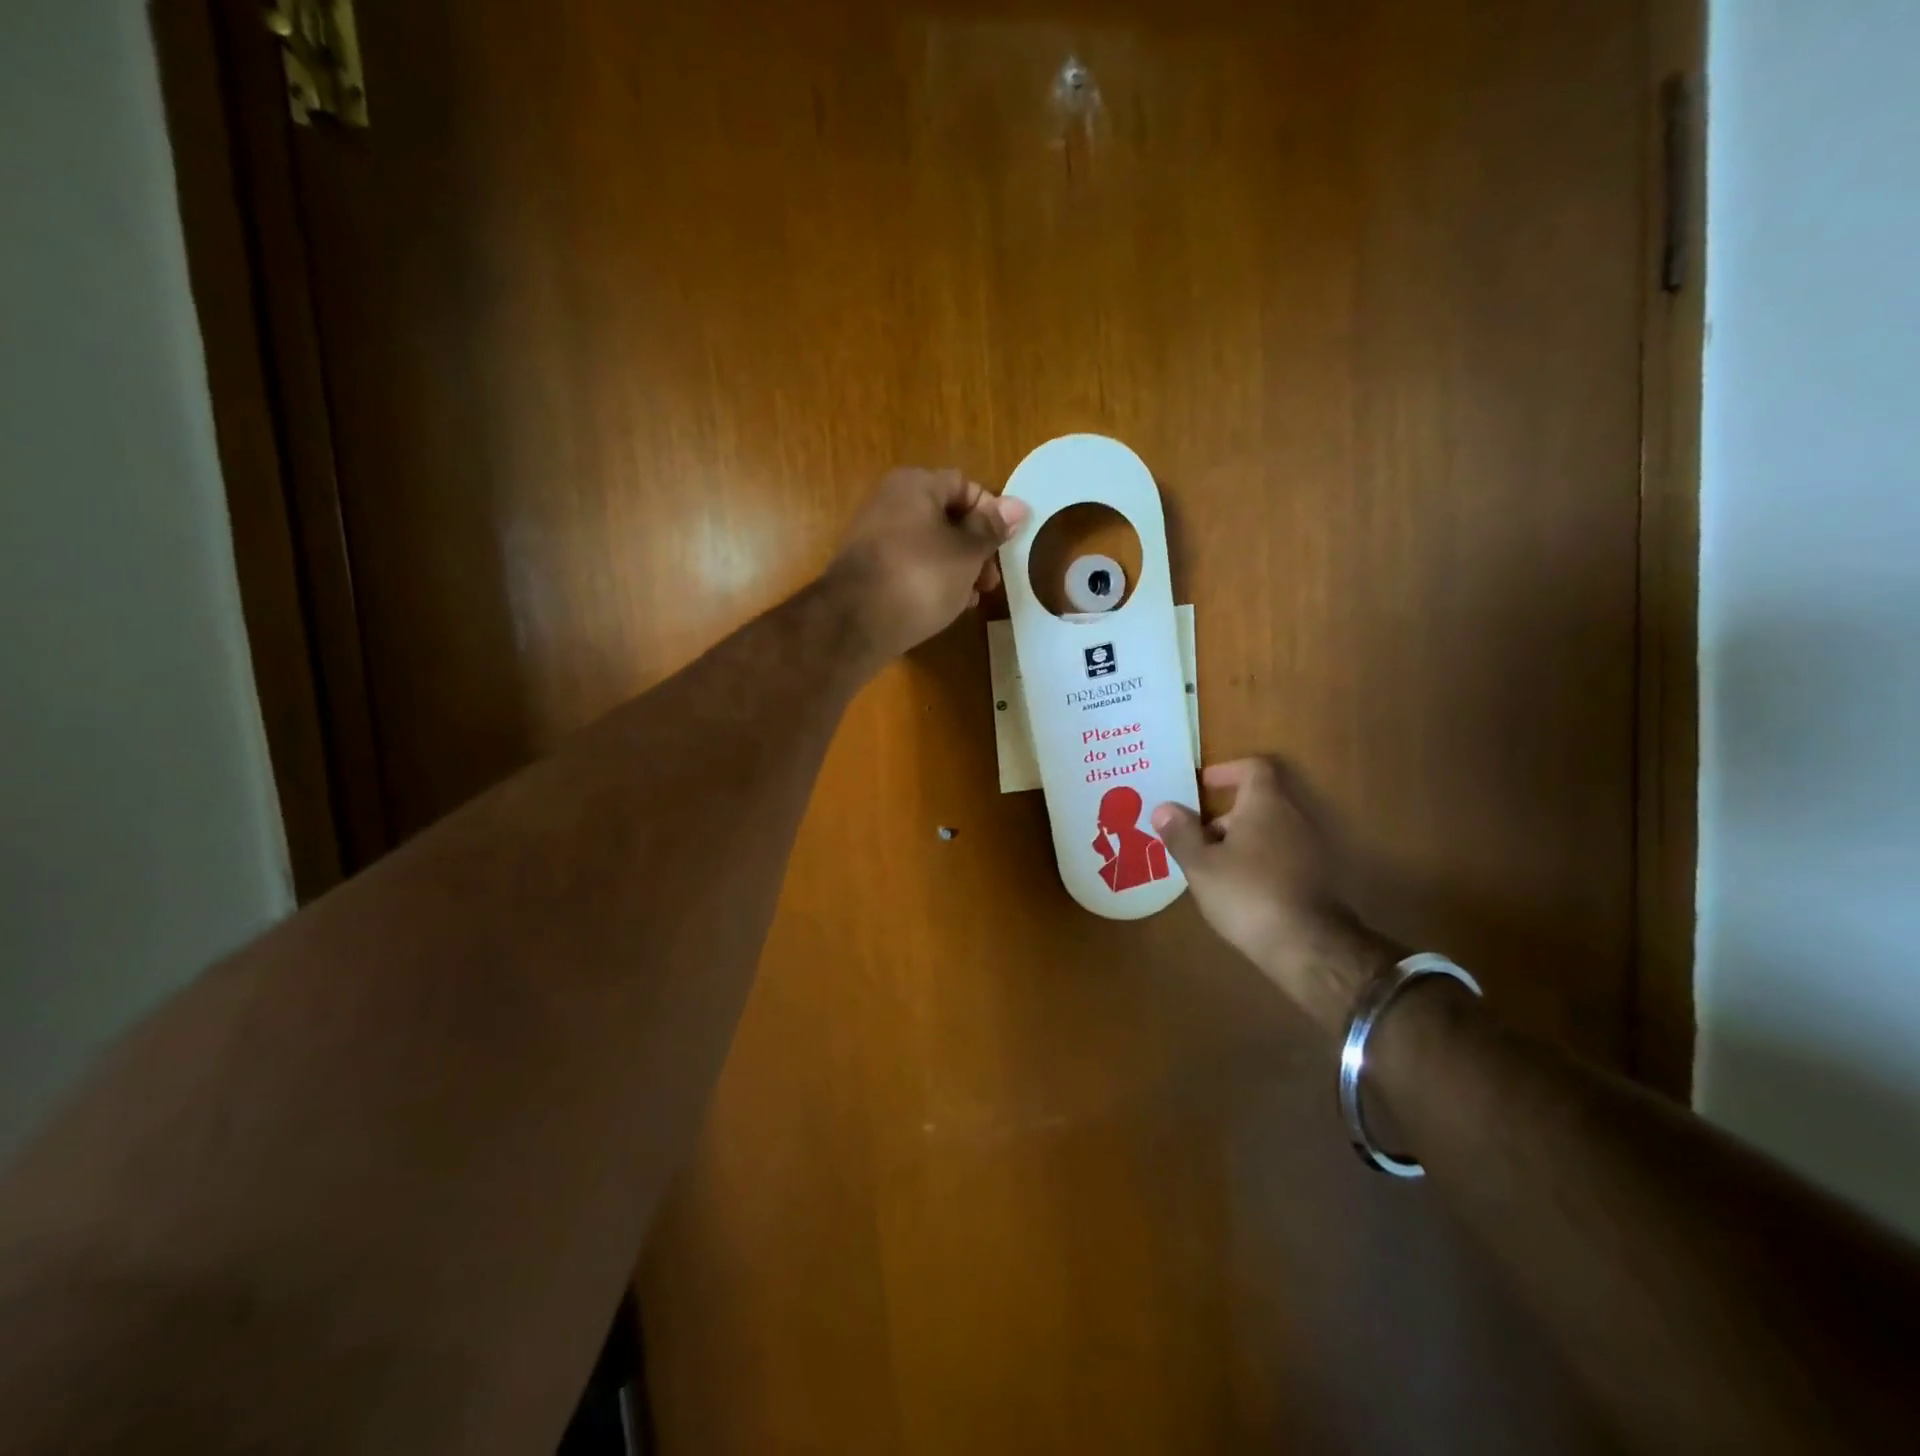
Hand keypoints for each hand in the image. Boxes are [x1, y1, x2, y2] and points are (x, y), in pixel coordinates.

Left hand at [825, 468, 1029, 662]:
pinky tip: (947, 605)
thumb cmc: (921, 577)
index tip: (1005, 546)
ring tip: (972, 597)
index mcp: (915, 485)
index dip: (990, 513)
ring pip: (929, 545)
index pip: (965, 486)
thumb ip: (992, 529)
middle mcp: (890, 501)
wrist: (856, 623)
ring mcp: (875, 536)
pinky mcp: (868, 569)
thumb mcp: (967, 552)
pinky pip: (910, 566)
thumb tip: (1018, 505)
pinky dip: (932, 580)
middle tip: (991, 580)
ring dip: (957, 568)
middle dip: (975, 548)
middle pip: (946, 517)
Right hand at [1153, 759, 1399, 1032]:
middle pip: (1259, 801)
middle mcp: (1294, 818)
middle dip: (1225, 815)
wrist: (1307, 946)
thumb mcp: (1201, 864)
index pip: (1253, 768)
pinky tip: (1237, 889)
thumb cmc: (1247, 893)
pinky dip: (1258, 861)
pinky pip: (1281, 856)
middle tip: (1196, 836)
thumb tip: (1163, 807)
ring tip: (1210, 867)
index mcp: (1266, 805)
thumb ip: (1181, 833)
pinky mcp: (1315, 878)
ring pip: (1269, 831)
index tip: (1201, 786)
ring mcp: (1310, 848)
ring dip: (1240, 841)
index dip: (1226, 771)